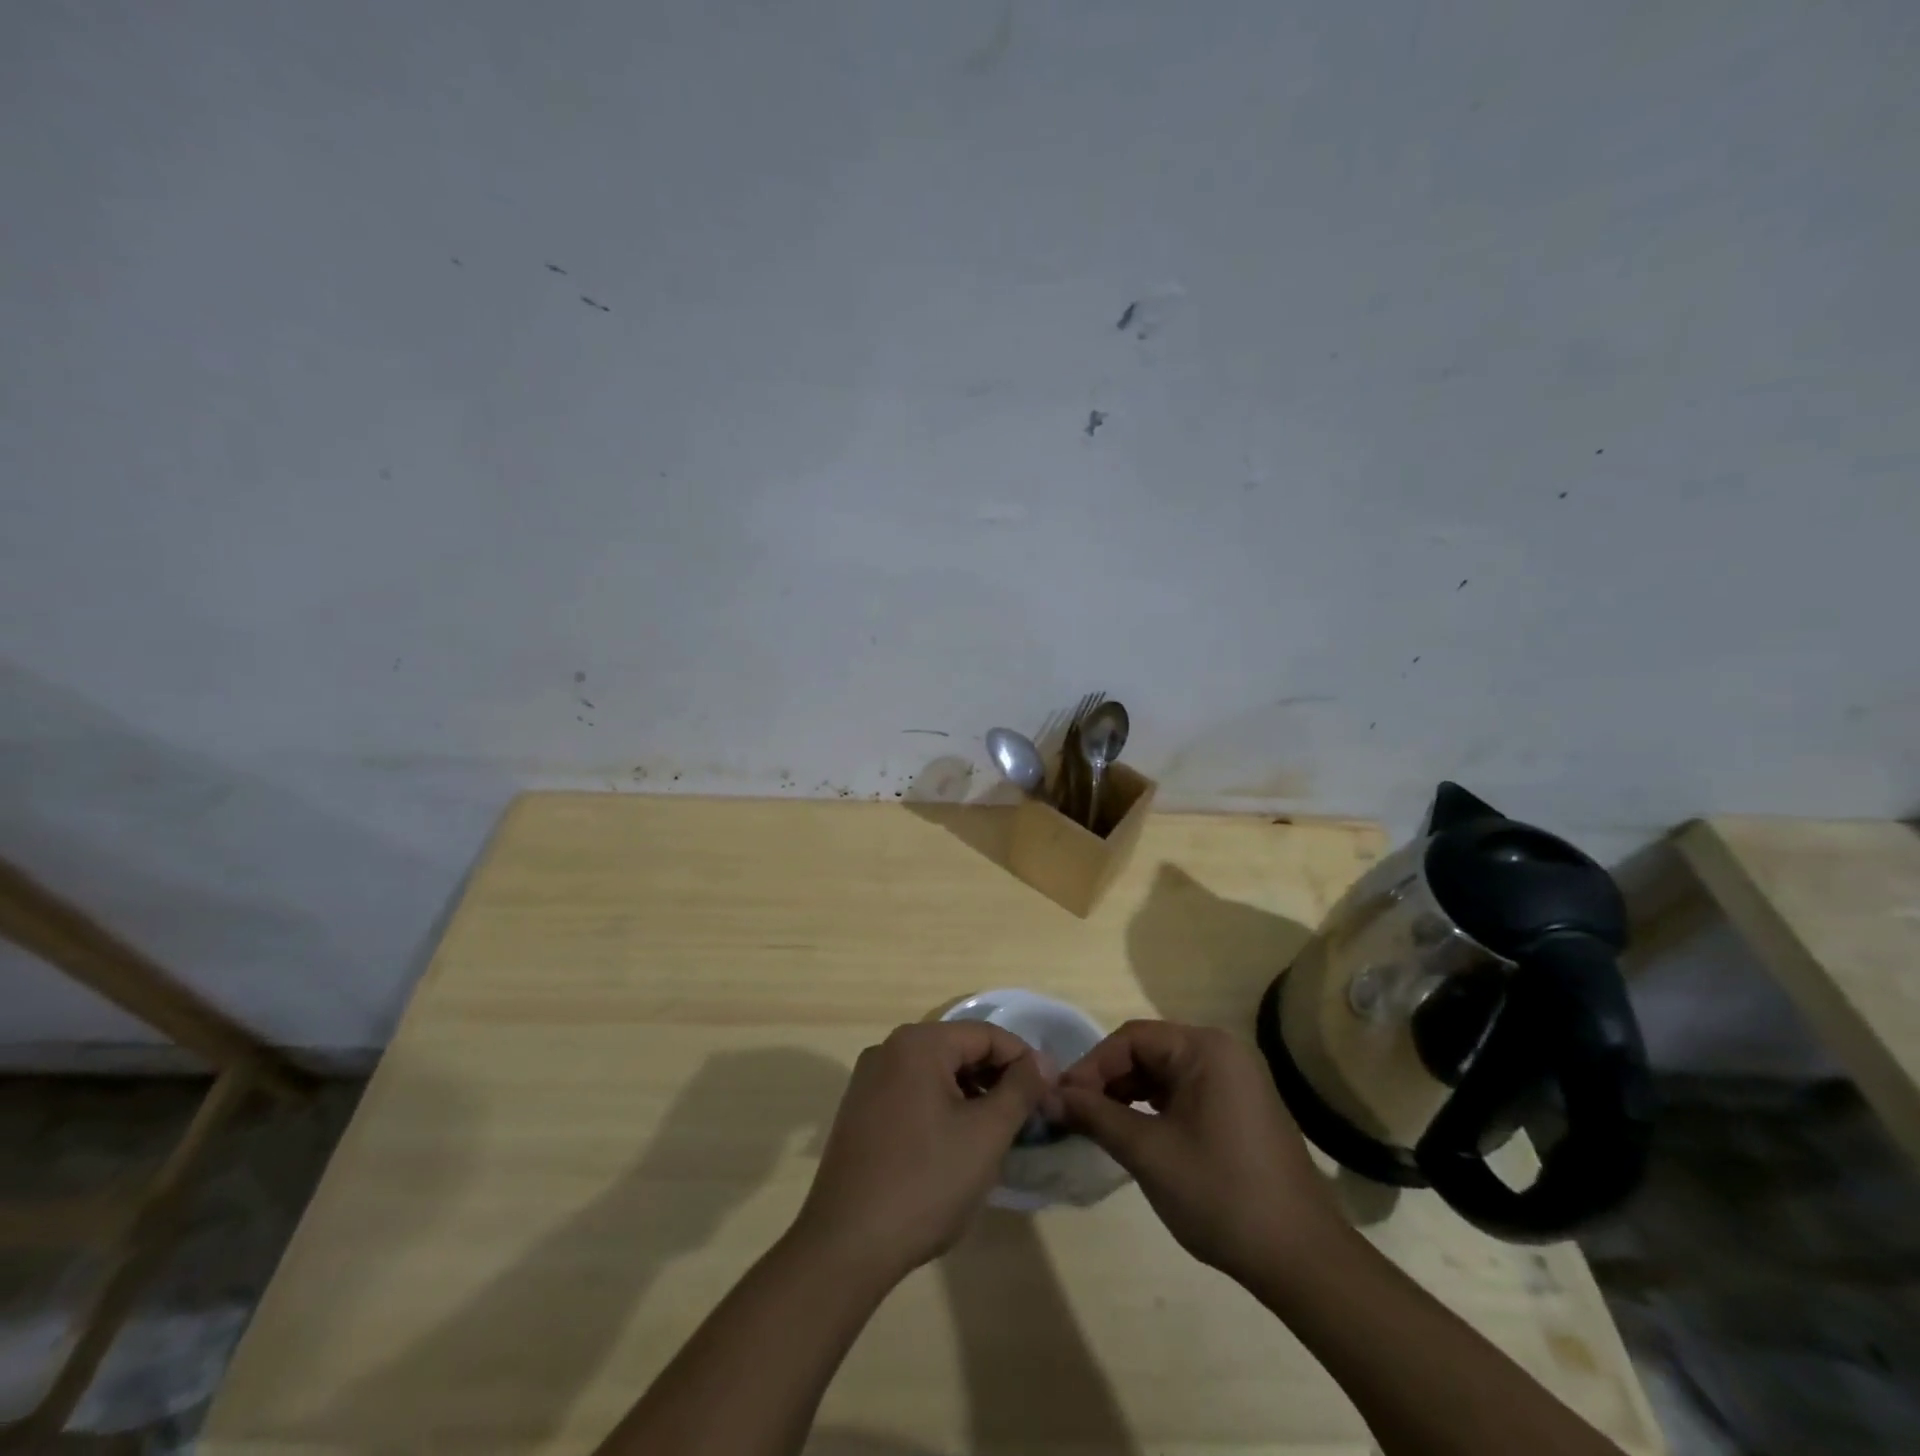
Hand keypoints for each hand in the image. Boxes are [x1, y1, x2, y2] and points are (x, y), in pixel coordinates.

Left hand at [791, 1021, 1047, 1282]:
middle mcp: (888, 1049)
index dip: (1024, 1061)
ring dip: (971, 1095)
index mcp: (918, 1043)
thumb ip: (1020, 1089)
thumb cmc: (926, 1182)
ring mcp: (868, 1080)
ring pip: (936, 1073)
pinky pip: (913, 1093)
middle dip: (997, 1079)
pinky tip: (957, 1145)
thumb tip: (1043, 1061)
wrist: (846, 1245)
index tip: (1049, 1096)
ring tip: (997, 1135)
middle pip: (959, 1049)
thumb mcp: (986, 1134)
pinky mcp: (859, 1111)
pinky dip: (942, 1108)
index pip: (986, 1034)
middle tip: (1028, 1118)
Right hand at [1057, 1020, 1348, 1283]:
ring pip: (1163, 1073)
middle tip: (1074, 1114)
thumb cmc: (1221, 1194)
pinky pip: (1183, 1092)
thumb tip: (1048, 1096)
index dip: (1091, 1066)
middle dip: (1107, 1080)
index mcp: (1205, 1048)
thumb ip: (1095, 1116)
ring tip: (1096, 1125)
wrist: (1302, 1260)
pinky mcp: (1238, 1108)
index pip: (1131, 1038)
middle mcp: (1222, 1052)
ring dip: (1126, 1095)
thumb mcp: (1149, 1152)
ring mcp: (1234, 1080)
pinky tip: (1133, 1133)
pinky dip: (1152, 1108)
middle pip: (1147, 1052)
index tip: (1060, 1100)